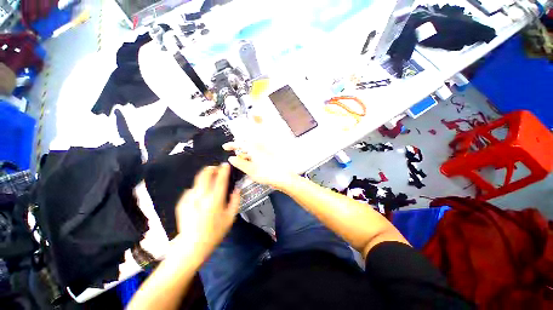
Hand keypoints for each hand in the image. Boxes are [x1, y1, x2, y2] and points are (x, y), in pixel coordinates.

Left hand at [173, 164, 240, 261]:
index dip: (224, 170)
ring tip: (210, 178)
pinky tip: (200, 194)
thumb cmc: (215, 232)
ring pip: (197, 180)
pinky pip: (191, 189)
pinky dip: (197, 187)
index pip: (220, 179)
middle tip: (216, 169)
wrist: (192, 245)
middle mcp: (201, 196)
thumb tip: (237, 189)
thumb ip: (236, 201)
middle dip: (211, 168)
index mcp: (215, 199)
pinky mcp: (182, 202)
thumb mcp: (230, 217)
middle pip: (205, 174)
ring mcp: (189, 199)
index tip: (226, 165)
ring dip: (204, 176)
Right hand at [223, 141, 294, 189]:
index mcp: (255, 148)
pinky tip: (250, 166)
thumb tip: (231, 158)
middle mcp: (260, 148)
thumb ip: (239, 163)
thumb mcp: (250, 169)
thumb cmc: (267, 173)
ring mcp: (264, 152)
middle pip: (246, 146)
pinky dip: (251, 159)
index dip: (232, 144)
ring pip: (251, 151)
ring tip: (242, 165)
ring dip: (245, 156)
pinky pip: (256, 155)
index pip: (240, 143)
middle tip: (234, 160)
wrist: (283, 177)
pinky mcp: (267, 157)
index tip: (225, 147)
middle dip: (239, 152)